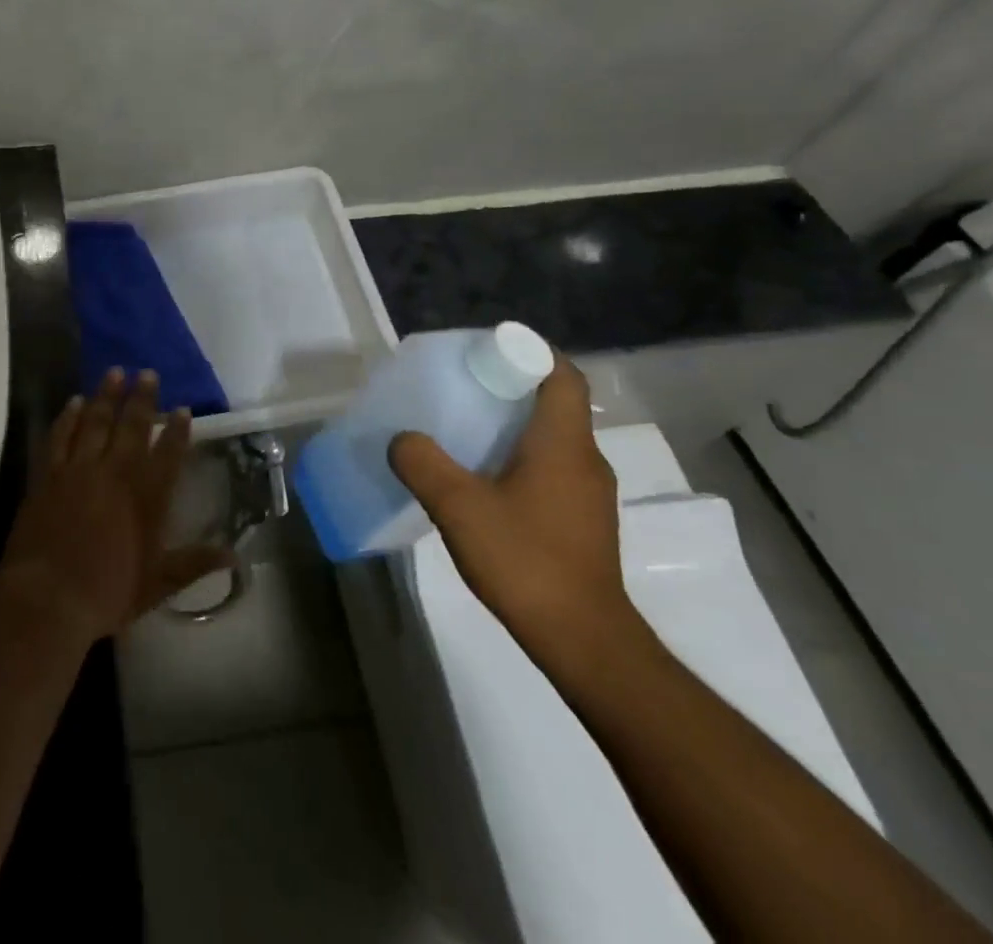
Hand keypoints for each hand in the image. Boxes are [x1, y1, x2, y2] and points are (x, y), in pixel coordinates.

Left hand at [0, 370, 231, 644]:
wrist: (47, 598)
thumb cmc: (107, 594)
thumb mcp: (157, 584)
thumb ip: (194, 564)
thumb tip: (234, 555)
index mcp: (146, 497)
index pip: (167, 454)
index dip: (177, 430)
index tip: (182, 409)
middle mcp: (115, 473)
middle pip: (132, 427)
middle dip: (142, 399)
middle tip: (147, 373)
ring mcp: (79, 470)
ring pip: (96, 422)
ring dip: (107, 396)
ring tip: (115, 372)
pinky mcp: (49, 475)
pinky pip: (60, 436)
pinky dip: (69, 417)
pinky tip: (75, 402)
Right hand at [387, 359, 646, 681]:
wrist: (584, 641)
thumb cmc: (525, 560)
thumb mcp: (458, 506)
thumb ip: (422, 463)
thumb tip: (402, 439)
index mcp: (563, 443)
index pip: (562, 374)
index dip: (530, 352)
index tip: (488, 351)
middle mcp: (585, 459)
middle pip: (553, 403)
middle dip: (510, 388)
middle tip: (462, 387)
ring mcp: (590, 494)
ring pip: (552, 439)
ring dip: (512, 426)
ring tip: (464, 432)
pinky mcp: (584, 521)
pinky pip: (551, 469)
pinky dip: (519, 459)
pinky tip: (483, 482)